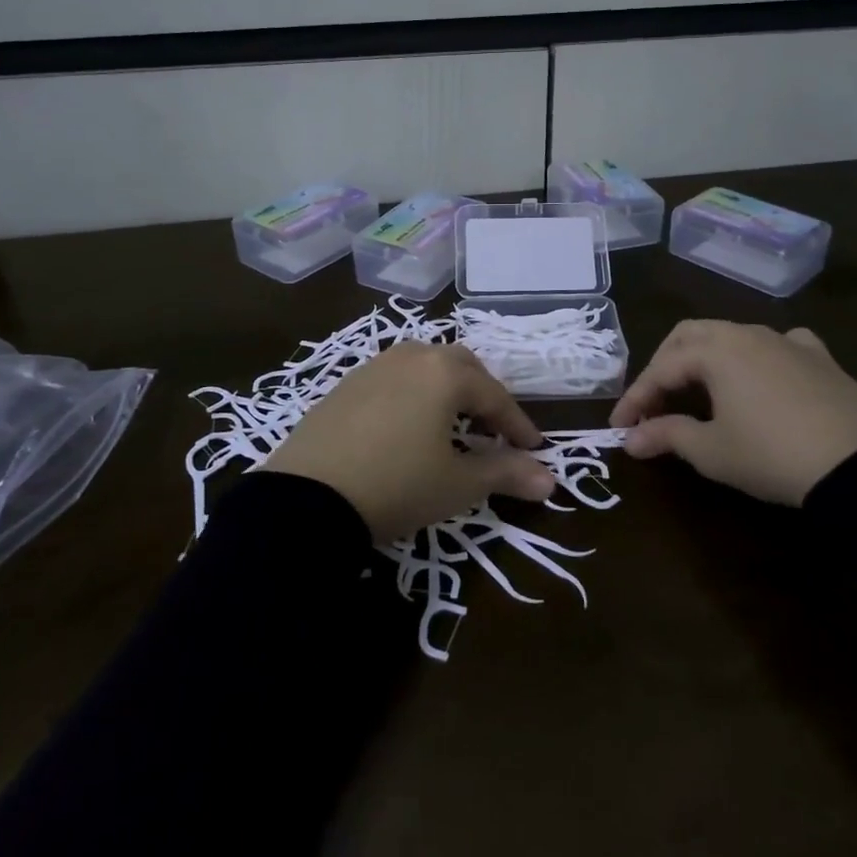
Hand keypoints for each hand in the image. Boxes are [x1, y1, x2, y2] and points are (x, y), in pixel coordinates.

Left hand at [264, 341, 555, 542]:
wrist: (305, 499)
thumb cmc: (396, 486)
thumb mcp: (457, 484)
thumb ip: (505, 474)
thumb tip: (551, 480)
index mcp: (444, 373)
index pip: (494, 395)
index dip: (518, 425)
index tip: (534, 450)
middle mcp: (410, 357)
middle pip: (460, 367)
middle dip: (483, 396)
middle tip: (494, 430)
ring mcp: (373, 367)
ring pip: (424, 367)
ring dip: (447, 391)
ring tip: (453, 425)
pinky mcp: (344, 385)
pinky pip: (393, 380)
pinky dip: (413, 396)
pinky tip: (408, 427)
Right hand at [610, 321, 856, 505]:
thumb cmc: (771, 455)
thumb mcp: (712, 451)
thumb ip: (666, 436)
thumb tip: (630, 439)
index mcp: (715, 350)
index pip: (661, 369)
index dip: (635, 398)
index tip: (619, 428)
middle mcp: (747, 333)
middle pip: (690, 336)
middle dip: (665, 366)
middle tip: (654, 402)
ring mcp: (787, 341)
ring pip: (732, 336)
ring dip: (706, 360)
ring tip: (699, 394)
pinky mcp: (820, 357)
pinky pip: (778, 345)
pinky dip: (757, 357)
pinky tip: (761, 376)